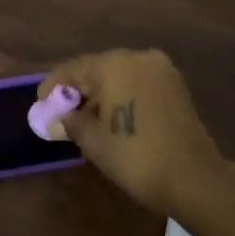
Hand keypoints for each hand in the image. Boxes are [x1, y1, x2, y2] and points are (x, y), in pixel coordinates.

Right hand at [40, 48, 228, 216]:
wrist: (194, 177)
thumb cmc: (136, 157)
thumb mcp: (94, 141)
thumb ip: (70, 122)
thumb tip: (55, 118)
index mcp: (114, 64)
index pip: (73, 69)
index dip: (52, 88)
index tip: (40, 107)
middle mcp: (138, 57)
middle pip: (97, 68)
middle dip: (78, 90)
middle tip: (61, 114)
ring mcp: (161, 69)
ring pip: (119, 74)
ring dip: (100, 92)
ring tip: (85, 118)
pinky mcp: (175, 85)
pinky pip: (138, 82)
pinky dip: (122, 94)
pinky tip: (113, 117)